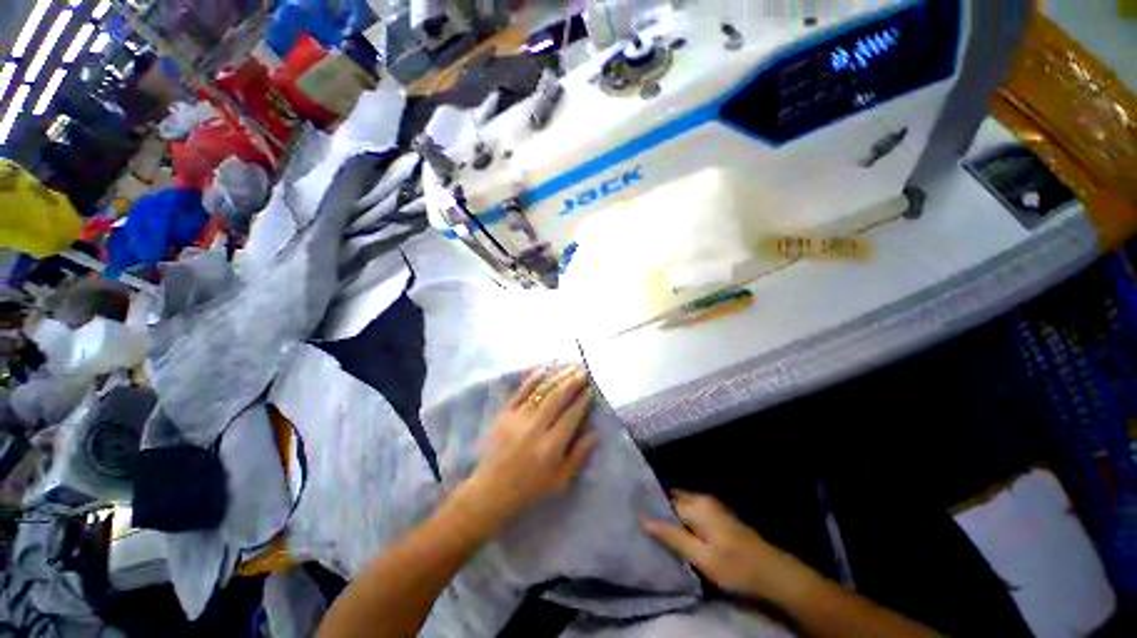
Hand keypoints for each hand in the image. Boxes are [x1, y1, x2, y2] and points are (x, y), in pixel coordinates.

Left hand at [456, 367, 597, 533]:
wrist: (491, 489)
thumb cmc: (530, 487)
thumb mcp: (560, 480)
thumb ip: (578, 456)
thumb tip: (594, 434)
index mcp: (551, 445)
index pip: (571, 415)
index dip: (583, 400)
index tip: (591, 389)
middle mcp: (536, 427)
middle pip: (557, 398)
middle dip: (573, 382)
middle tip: (584, 371)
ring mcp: (519, 417)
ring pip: (542, 391)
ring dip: (558, 376)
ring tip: (570, 366)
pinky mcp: (505, 413)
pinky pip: (521, 391)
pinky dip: (534, 378)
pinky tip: (545, 367)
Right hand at [642, 492, 818, 604]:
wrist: (772, 573)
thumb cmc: (734, 566)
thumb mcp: (700, 556)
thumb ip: (671, 536)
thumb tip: (642, 518)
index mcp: (696, 504)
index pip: (664, 500)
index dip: (650, 509)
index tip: (636, 519)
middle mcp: (702, 499)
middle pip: (672, 501)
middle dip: (660, 511)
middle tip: (645, 527)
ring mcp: (712, 506)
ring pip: (682, 506)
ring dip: (671, 517)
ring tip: (657, 532)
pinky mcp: (718, 517)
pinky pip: (692, 512)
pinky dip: (683, 521)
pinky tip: (679, 535)